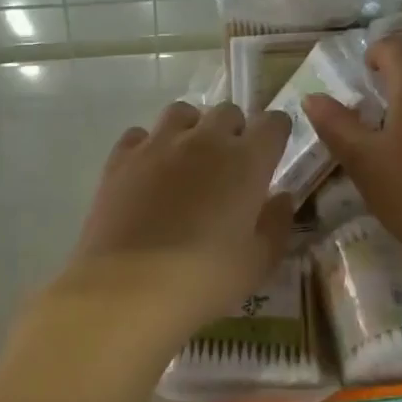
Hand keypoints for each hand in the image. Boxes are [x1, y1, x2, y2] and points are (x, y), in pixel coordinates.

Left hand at [59, 102, 296, 344]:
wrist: (128, 288)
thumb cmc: (204, 280)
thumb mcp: (259, 263)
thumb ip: (277, 224)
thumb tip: (281, 197)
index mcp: (246, 161)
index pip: (273, 123)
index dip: (276, 134)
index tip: (273, 153)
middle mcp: (204, 140)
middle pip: (227, 112)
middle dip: (235, 130)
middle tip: (231, 164)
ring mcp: (157, 145)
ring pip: (181, 113)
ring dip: (192, 128)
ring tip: (189, 159)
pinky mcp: (120, 159)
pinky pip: (139, 134)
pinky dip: (150, 145)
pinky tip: (149, 172)